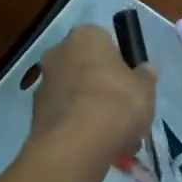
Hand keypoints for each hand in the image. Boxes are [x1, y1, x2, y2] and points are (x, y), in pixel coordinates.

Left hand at [27, 25, 155, 167]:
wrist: (76, 143)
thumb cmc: (117, 104)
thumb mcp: (146, 89)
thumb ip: (145, 76)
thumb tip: (145, 69)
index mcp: (86, 36)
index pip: (106, 41)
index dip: (120, 63)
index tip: (130, 84)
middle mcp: (58, 52)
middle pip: (86, 67)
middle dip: (102, 86)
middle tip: (122, 111)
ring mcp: (43, 82)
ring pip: (74, 93)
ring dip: (89, 108)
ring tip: (112, 137)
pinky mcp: (35, 112)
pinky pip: (64, 114)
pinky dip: (76, 126)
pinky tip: (94, 145)